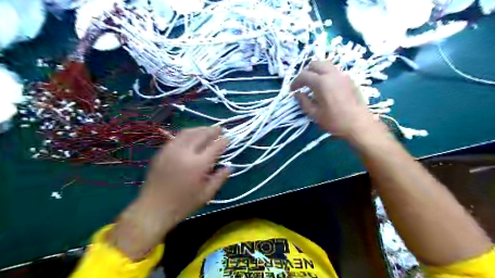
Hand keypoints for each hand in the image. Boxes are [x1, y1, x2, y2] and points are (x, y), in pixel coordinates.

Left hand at [108, 127, 228, 258]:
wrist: (153, 209)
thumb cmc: (183, 204)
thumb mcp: (207, 195)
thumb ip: (220, 178)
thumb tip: (229, 167)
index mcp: (198, 165)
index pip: (215, 147)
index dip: (223, 141)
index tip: (228, 139)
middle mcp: (185, 153)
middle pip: (202, 135)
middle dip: (213, 130)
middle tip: (220, 129)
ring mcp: (172, 150)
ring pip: (188, 132)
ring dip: (200, 129)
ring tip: (208, 129)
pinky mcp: (162, 152)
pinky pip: (177, 137)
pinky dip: (188, 133)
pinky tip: (192, 136)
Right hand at [291, 61, 372, 137]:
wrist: (358, 124)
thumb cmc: (334, 120)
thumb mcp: (314, 114)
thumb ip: (303, 102)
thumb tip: (298, 94)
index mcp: (321, 82)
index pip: (304, 75)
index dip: (295, 82)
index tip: (292, 90)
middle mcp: (332, 74)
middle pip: (315, 64)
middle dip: (306, 72)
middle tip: (302, 84)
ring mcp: (342, 75)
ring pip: (326, 65)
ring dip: (316, 71)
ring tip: (313, 84)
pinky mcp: (349, 79)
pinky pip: (334, 71)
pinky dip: (326, 74)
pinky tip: (326, 87)